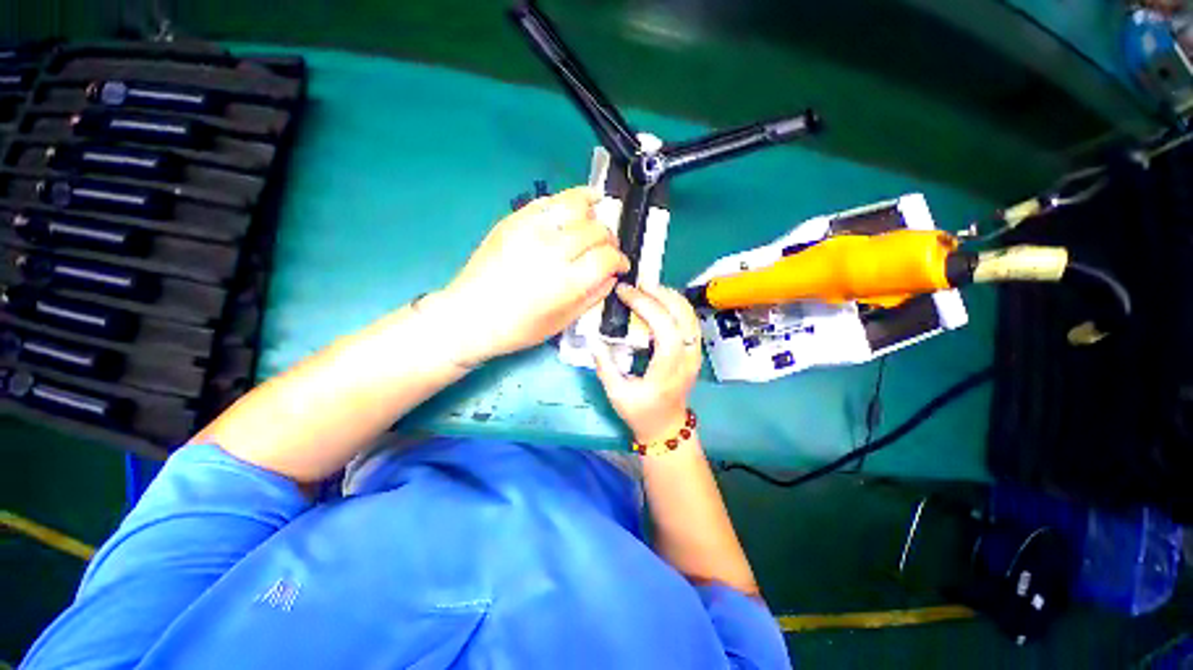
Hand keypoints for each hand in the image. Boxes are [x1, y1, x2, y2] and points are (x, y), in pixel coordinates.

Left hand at [427, 187, 629, 363]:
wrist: (471, 315)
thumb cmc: (519, 328)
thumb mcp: (563, 322)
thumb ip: (593, 296)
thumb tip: (611, 276)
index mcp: (566, 282)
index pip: (607, 257)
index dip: (620, 260)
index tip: (621, 265)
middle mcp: (552, 251)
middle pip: (595, 229)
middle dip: (609, 238)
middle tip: (607, 248)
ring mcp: (531, 230)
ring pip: (574, 205)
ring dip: (592, 208)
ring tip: (598, 211)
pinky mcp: (513, 220)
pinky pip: (547, 201)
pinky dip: (566, 200)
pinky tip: (573, 206)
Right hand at [593, 284, 702, 443]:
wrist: (667, 427)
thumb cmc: (641, 413)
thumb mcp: (616, 394)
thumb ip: (605, 365)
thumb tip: (593, 339)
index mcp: (668, 370)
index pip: (666, 330)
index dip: (647, 306)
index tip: (626, 293)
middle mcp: (687, 358)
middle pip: (682, 316)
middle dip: (660, 294)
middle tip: (637, 284)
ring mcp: (695, 353)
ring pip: (690, 315)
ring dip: (670, 296)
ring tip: (647, 287)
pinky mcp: (695, 351)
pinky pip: (690, 321)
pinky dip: (676, 305)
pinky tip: (660, 300)